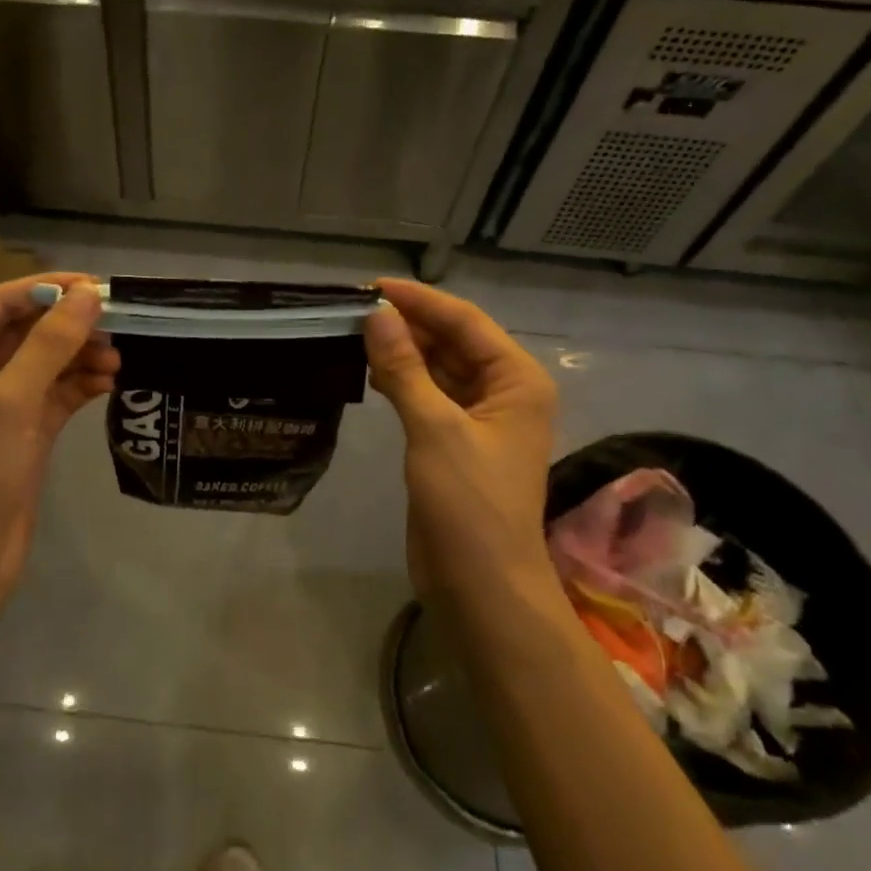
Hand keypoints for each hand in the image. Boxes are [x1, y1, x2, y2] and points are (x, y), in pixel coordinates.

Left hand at [0, 273, 116, 596]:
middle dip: (70, 327)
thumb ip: (51, 344)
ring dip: (80, 357)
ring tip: (118, 359)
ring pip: (44, 363)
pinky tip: (110, 384)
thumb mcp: (10, 402)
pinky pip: (54, 394)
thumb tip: (90, 295)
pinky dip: (79, 386)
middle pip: (26, 331)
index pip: (2, 303)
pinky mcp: (20, 432)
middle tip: (120, 324)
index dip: (50, 290)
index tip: (101, 287)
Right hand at [364, 279, 561, 604]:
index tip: (371, 285)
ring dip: (402, 352)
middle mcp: (503, 391)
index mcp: (516, 380)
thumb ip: (405, 368)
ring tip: (354, 335)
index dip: (419, 300)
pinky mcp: (454, 442)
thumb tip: (377, 314)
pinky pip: (428, 396)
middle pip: (453, 342)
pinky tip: (369, 372)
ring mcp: (479, 418)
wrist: (481, 585)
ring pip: (438, 368)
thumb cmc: (468, 503)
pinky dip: (401, 382)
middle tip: (354, 310)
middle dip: (408, 324)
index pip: (465, 322)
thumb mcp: (435, 428)